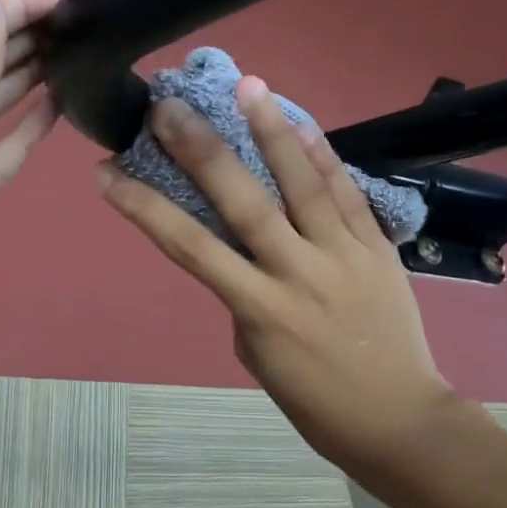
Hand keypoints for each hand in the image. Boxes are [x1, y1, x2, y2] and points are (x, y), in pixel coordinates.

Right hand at [100, 75, 454, 470]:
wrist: (398, 421)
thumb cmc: (315, 399)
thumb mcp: (257, 352)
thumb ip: (245, 293)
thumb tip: (240, 246)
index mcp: (259, 309)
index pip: (190, 248)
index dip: (145, 208)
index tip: (107, 173)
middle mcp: (298, 273)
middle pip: (244, 202)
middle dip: (201, 151)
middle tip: (168, 107)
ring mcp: (344, 255)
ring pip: (303, 185)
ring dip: (272, 131)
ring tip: (248, 86)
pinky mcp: (380, 248)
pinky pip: (349, 194)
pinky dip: (324, 157)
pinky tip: (302, 123)